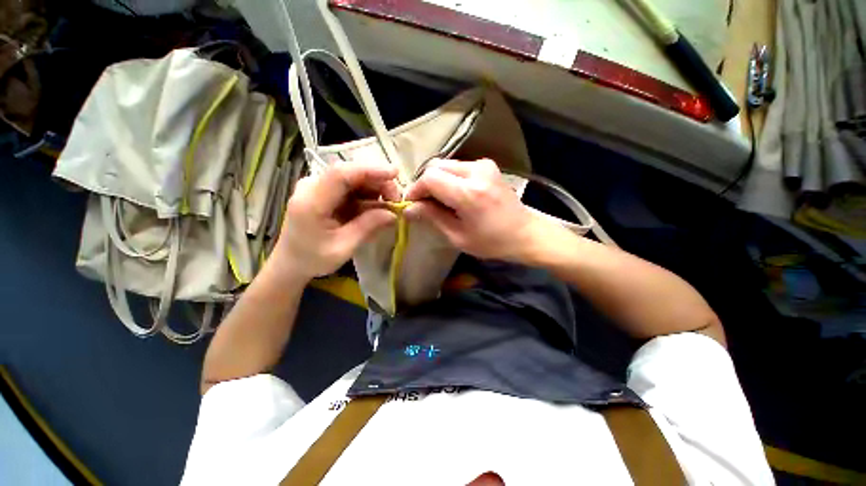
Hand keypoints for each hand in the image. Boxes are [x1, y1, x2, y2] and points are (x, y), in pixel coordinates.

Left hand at [272, 161, 399, 280]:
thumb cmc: (313, 258)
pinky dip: (368, 195)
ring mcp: (318, 186)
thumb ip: (368, 227)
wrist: (291, 261)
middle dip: (379, 183)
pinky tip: (377, 207)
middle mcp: (312, 186)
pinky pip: (351, 187)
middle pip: (351, 173)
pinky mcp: (325, 191)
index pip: (341, 174)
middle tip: (396, 201)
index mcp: (311, 202)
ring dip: (375, 189)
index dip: (370, 170)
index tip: (395, 174)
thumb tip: (394, 214)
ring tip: (389, 207)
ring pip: (354, 178)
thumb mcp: (344, 248)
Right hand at [404, 159, 549, 261]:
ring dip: (437, 181)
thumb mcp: (458, 236)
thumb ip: (432, 217)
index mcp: (468, 193)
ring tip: (438, 201)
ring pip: (446, 165)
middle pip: (436, 167)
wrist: (526, 233)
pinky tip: (453, 195)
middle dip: (425, 184)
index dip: (416, 189)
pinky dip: (449, 178)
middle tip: (423, 204)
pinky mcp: (487, 165)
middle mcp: (476, 171)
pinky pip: (458, 167)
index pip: (430, 178)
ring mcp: (484, 165)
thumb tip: (408, 208)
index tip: (411, 204)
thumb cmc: (493, 242)